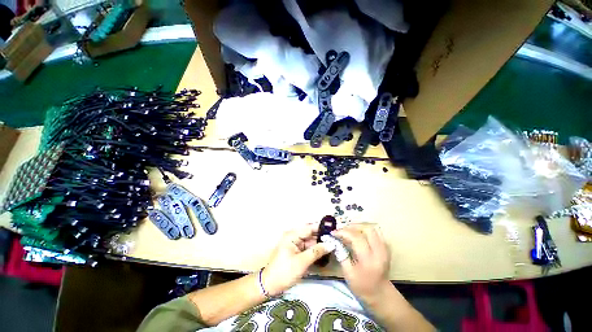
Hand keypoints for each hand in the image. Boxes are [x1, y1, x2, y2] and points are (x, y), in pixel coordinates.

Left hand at [262, 223, 332, 295]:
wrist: (270, 285)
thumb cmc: (285, 272)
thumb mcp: (302, 262)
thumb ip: (317, 251)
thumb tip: (330, 244)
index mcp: (292, 235)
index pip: (309, 228)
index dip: (321, 228)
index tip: (334, 229)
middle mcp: (293, 236)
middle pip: (310, 234)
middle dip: (322, 237)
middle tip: (335, 240)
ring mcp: (294, 244)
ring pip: (310, 241)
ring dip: (319, 244)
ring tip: (333, 246)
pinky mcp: (296, 251)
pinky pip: (307, 248)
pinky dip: (315, 250)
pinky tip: (324, 253)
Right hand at [332, 223, 391, 301]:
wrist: (381, 295)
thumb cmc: (362, 287)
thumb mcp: (348, 274)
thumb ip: (341, 255)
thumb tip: (335, 241)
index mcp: (369, 260)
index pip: (356, 238)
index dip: (343, 232)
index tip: (333, 233)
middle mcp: (379, 252)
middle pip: (367, 229)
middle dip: (352, 226)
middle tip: (342, 230)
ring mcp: (385, 249)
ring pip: (372, 229)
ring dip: (359, 227)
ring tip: (348, 230)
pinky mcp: (386, 248)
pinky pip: (376, 233)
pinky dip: (365, 231)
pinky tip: (358, 235)